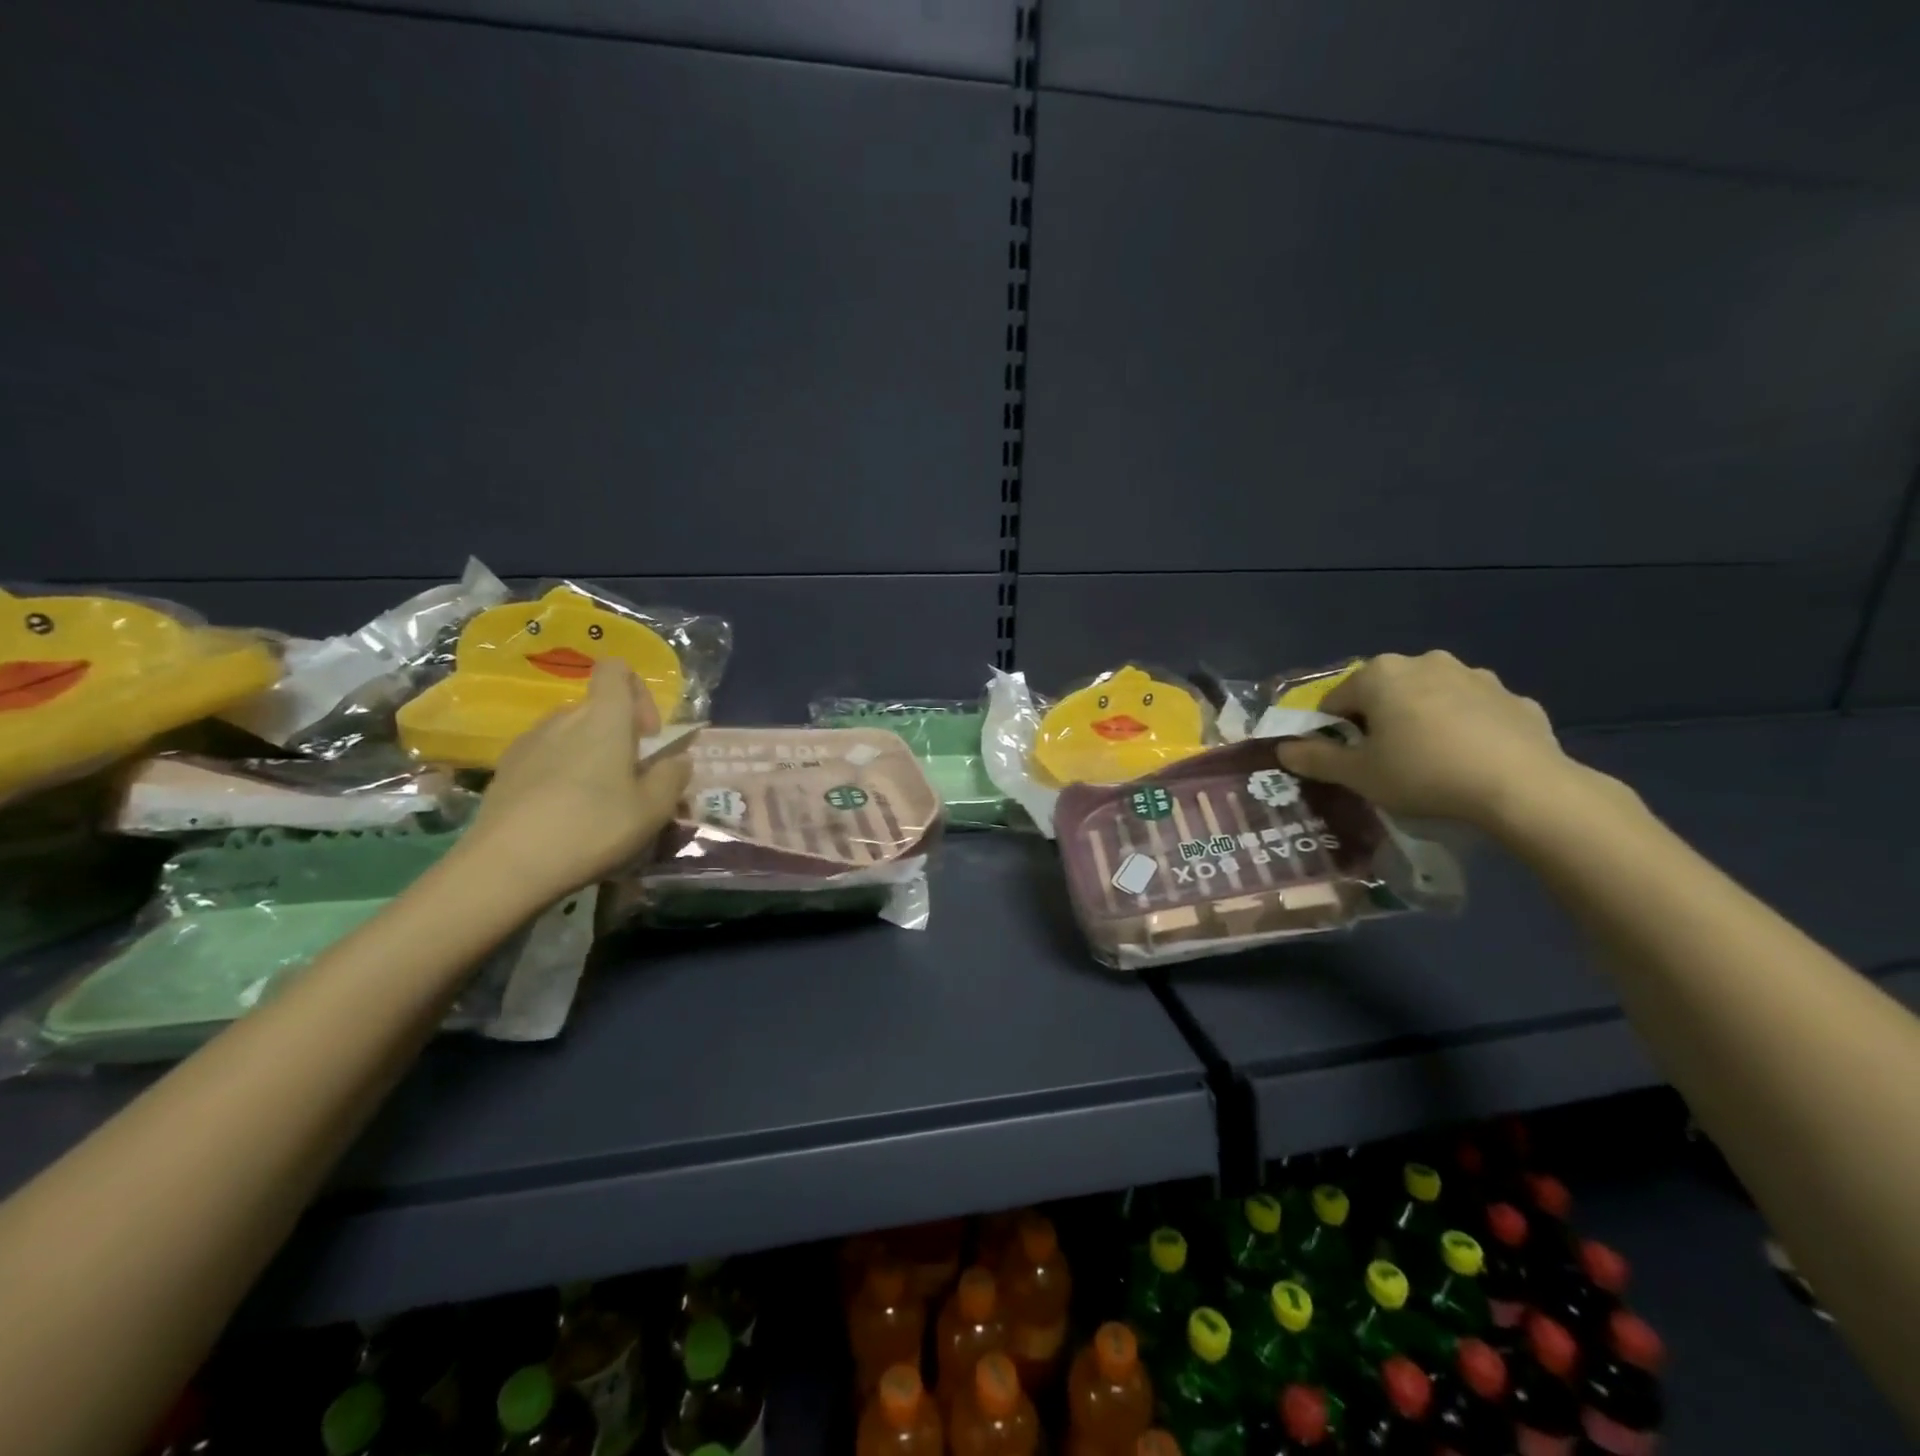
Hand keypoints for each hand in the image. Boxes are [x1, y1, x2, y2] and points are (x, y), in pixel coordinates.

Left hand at [462, 660, 692, 908]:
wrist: (507, 865)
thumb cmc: (593, 827)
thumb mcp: (654, 808)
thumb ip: (673, 775)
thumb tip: (677, 758)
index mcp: (604, 717)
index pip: (616, 669)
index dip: (639, 691)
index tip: (648, 735)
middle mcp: (564, 717)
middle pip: (597, 707)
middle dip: (620, 735)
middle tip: (631, 780)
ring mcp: (529, 741)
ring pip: (571, 734)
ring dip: (590, 755)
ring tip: (597, 801)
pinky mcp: (506, 769)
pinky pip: (545, 756)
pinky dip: (561, 773)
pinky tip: (563, 813)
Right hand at [1274, 651, 1586, 829]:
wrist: (1523, 787)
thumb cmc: (1423, 773)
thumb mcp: (1358, 775)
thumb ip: (1316, 759)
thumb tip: (1283, 749)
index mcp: (1379, 675)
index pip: (1336, 700)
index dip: (1332, 731)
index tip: (1344, 760)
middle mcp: (1425, 662)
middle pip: (1384, 692)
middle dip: (1379, 720)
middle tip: (1384, 760)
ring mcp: (1475, 676)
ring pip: (1430, 697)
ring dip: (1422, 719)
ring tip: (1430, 761)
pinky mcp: (1514, 698)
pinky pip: (1474, 712)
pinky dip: (1465, 729)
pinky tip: (1470, 760)